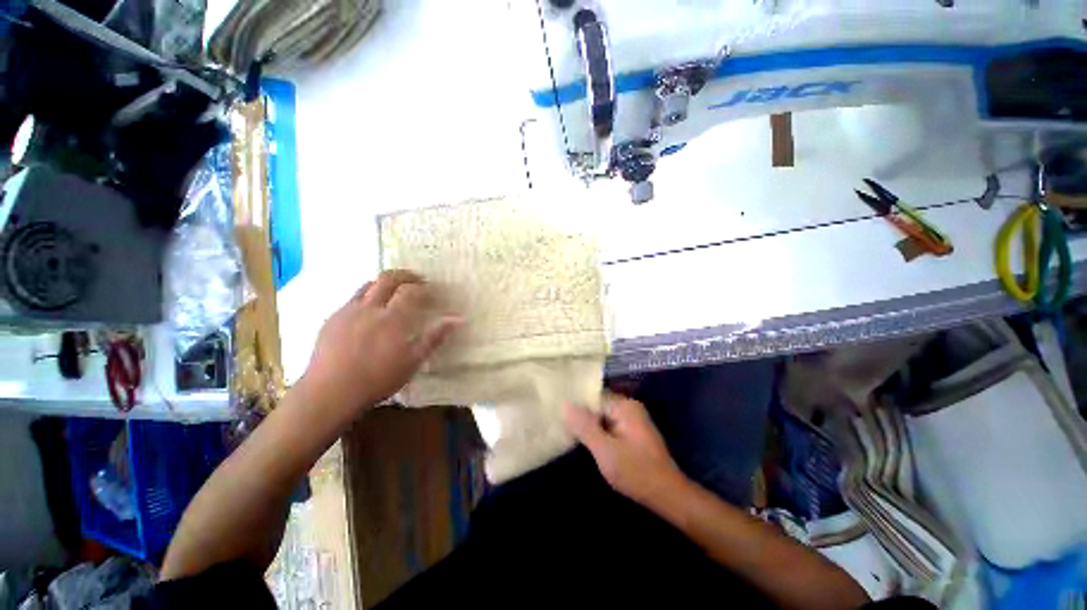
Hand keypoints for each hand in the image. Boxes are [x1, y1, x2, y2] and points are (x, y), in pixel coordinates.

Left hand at [300, 270, 459, 418]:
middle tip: (415, 279)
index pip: (409, 291)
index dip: (421, 286)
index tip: (430, 289)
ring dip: (382, 283)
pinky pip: (351, 299)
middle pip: (386, 279)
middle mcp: (369, 308)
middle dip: (403, 275)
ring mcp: (347, 312)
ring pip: (366, 285)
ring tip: (392, 291)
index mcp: (392, 318)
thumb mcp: (413, 360)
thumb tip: (457, 319)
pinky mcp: (331, 319)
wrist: (329, 392)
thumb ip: (434, 337)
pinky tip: (368, 312)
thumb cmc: (378, 378)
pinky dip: (365, 297)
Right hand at [563, 393, 686, 506]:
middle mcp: (628, 407)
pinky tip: (585, 443)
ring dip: (588, 427)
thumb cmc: (636, 472)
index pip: (592, 396)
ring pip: (601, 418)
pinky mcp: (631, 433)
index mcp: (624, 405)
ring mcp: (631, 420)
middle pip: (596, 406)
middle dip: (581, 417)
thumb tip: (564, 404)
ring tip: (566, 433)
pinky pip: (608, 427)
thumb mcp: (605, 450)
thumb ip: (584, 426)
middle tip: (559, 425)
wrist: (667, 496)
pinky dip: (597, 434)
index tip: (557, 414)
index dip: (575, 406)